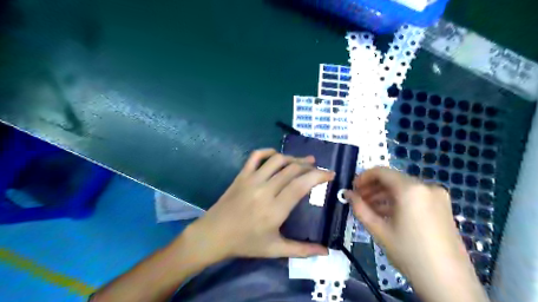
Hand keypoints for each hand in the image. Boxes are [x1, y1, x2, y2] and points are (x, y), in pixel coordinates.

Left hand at [181, 149, 332, 263]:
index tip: (330, 174)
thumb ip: (302, 250)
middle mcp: (265, 190)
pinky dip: (269, 152)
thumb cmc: (245, 243)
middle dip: (309, 166)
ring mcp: (251, 180)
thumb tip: (326, 251)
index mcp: (275, 209)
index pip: (301, 185)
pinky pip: (256, 156)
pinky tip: (277, 156)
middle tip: (318, 169)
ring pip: (277, 160)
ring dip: (293, 158)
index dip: (318, 176)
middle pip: (292, 169)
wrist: (213, 235)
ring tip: (303, 161)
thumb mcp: (274, 249)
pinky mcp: (241, 175)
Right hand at [347, 166, 464, 276]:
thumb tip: (347, 194)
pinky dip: (398, 201)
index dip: (363, 177)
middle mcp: (426, 186)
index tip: (352, 189)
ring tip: (369, 208)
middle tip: (358, 200)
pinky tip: (386, 213)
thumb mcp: (379, 230)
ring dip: (383, 195)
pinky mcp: (442, 206)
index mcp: (411, 189)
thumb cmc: (409, 253)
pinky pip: (414, 196)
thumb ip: (360, 208)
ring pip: (402, 188)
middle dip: (372, 188)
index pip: (381, 172)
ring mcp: (437, 196)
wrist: (449, 283)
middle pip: (392, 179)